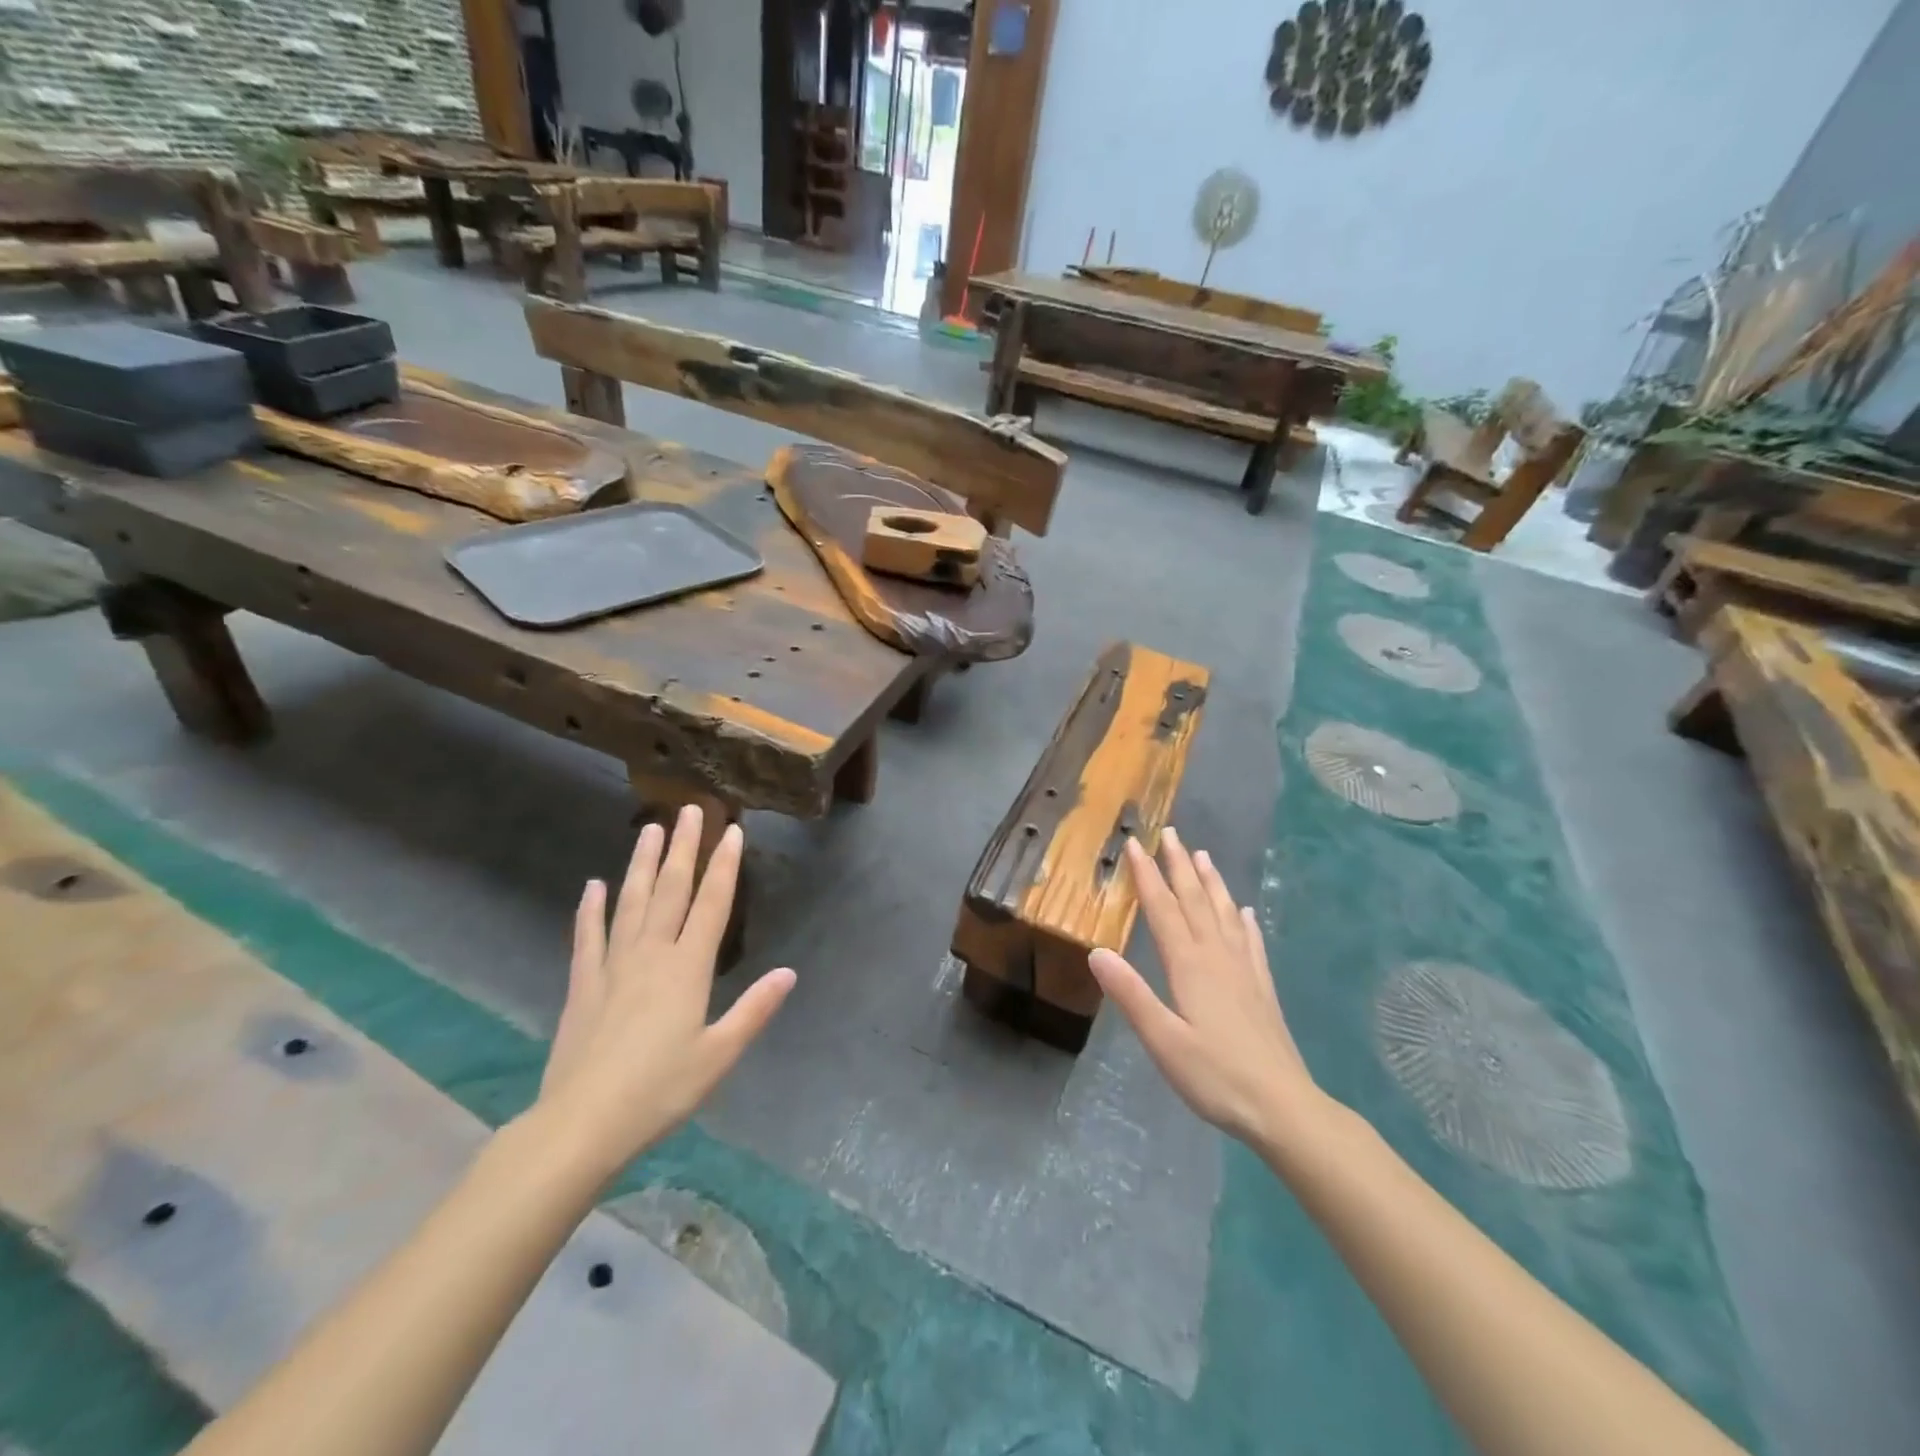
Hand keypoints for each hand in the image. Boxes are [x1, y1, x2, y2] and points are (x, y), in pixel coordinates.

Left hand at [535, 807, 795, 1175]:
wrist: (582, 1124)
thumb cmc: (659, 1091)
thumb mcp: (719, 1055)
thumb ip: (754, 1010)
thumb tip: (789, 972)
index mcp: (688, 969)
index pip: (712, 904)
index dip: (724, 866)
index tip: (732, 831)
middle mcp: (651, 955)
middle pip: (671, 890)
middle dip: (683, 848)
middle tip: (689, 810)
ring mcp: (613, 966)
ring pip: (631, 902)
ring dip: (641, 863)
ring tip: (648, 828)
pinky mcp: (584, 984)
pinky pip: (588, 936)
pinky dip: (591, 909)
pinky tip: (593, 885)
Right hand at [1089, 829, 1327, 1150]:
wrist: (1284, 1108)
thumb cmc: (1216, 1076)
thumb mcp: (1163, 1041)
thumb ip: (1130, 995)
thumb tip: (1096, 951)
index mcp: (1190, 965)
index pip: (1163, 910)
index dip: (1147, 876)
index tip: (1135, 844)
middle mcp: (1218, 957)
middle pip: (1196, 901)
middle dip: (1179, 865)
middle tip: (1170, 833)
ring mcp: (1245, 971)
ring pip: (1225, 913)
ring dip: (1211, 883)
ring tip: (1203, 856)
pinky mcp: (1262, 989)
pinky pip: (1251, 942)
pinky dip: (1245, 921)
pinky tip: (1246, 913)